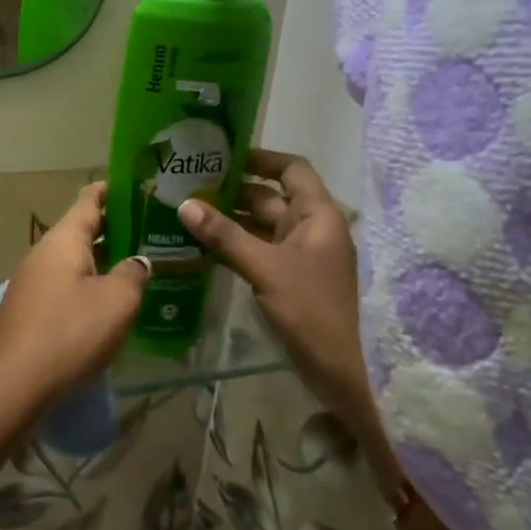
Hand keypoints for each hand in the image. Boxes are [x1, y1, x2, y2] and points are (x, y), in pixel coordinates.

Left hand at [0, 183, 148, 411]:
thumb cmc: (68, 332)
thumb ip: (133, 275)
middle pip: (82, 230)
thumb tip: (138, 262)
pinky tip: (111, 304)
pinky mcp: (31, 310)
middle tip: (153, 231)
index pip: (89, 200)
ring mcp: (34, 282)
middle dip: (116, 229)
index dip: (114, 190)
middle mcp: (45, 253)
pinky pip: (67, 285)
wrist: (12, 384)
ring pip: (75, 260)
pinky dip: (90, 286)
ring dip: (104, 260)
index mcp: (63, 239)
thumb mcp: (116, 302)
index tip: (140, 186)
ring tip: (140, 266)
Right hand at [178, 152, 389, 466]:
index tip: (221, 155)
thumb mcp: (265, 268)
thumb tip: (184, 204)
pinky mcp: (288, 279)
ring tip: (186, 211)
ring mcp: (299, 255)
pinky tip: (200, 246)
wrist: (346, 374)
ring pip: (260, 225)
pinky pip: (257, 250)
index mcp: (318, 215)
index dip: (260, 158)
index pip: (292, 169)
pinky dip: (232, 245)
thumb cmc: (312, 310)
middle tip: (188, 184)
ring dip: (228, 219)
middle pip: (270, 196)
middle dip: (232, 190)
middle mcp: (310, 228)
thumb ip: (224, 235)